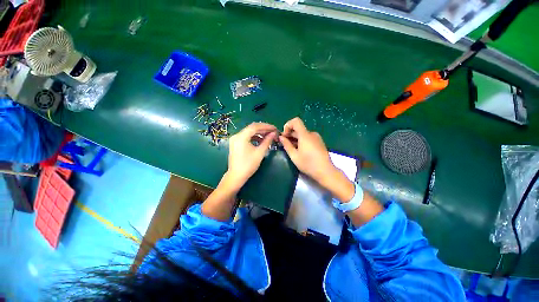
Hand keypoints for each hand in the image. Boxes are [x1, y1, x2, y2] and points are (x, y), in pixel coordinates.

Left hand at [227, 122, 276, 189]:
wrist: (236, 176)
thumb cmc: (248, 165)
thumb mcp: (260, 152)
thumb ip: (267, 141)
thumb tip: (273, 134)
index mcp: (241, 137)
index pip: (255, 126)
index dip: (266, 126)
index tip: (275, 128)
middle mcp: (237, 135)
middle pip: (252, 128)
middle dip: (263, 129)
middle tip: (273, 132)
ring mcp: (235, 139)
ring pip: (249, 132)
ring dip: (259, 133)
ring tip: (269, 136)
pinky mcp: (236, 143)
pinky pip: (246, 137)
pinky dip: (254, 137)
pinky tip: (261, 140)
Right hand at [279, 117, 336, 184]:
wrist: (325, 171)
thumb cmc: (308, 164)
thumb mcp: (294, 156)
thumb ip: (286, 145)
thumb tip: (281, 137)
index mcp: (305, 135)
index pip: (296, 121)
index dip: (288, 125)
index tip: (284, 135)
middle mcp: (311, 134)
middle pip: (298, 129)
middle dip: (290, 134)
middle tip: (284, 144)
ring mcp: (317, 138)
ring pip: (303, 134)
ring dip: (295, 139)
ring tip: (291, 149)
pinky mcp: (319, 142)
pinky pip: (308, 138)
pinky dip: (301, 141)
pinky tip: (299, 151)